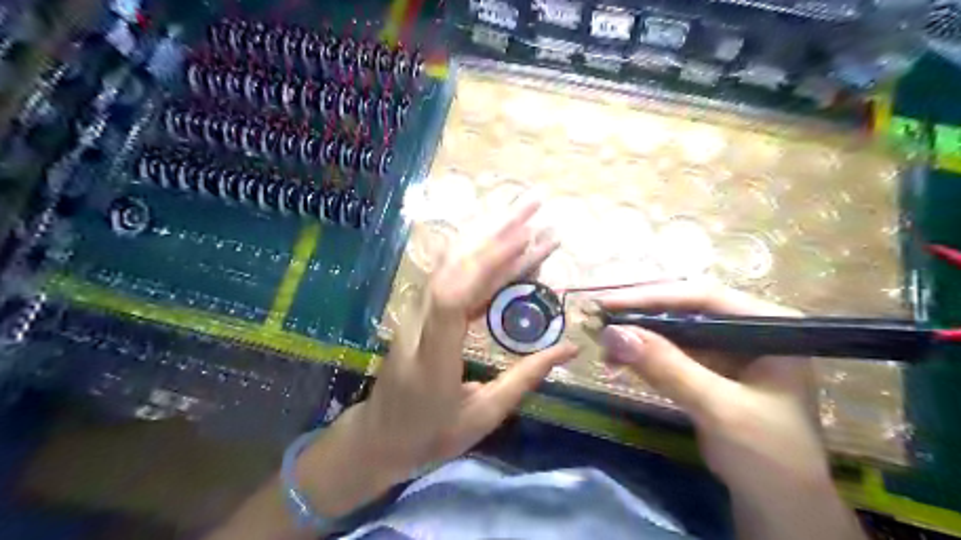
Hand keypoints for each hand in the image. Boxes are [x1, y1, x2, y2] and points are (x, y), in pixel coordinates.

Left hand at [353, 198, 581, 476]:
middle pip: (453, 267)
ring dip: (488, 235)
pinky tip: (504, 244)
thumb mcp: (483, 415)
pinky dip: (481, 258)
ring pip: (451, 263)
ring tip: (524, 214)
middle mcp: (420, 324)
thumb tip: (569, 348)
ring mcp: (417, 313)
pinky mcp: (424, 311)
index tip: (524, 238)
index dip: (487, 264)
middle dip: (495, 232)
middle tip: (533, 205)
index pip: (453, 298)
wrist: (379, 436)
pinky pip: (453, 277)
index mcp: (433, 357)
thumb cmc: (430, 435)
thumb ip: (525, 378)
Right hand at [594, 282, 825, 497]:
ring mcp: (729, 350)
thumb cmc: (768, 454)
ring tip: (603, 344)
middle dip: (640, 316)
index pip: (703, 297)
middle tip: (598, 319)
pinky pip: (671, 353)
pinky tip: (619, 360)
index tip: (607, 303)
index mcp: (768, 325)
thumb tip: (612, 333)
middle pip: (685, 309)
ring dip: (638, 336)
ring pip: (674, 331)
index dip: (652, 297)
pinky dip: (644, 355)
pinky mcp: (711, 370)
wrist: (780, 508)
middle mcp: (748, 329)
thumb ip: (667, 367)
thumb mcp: (718, 407)